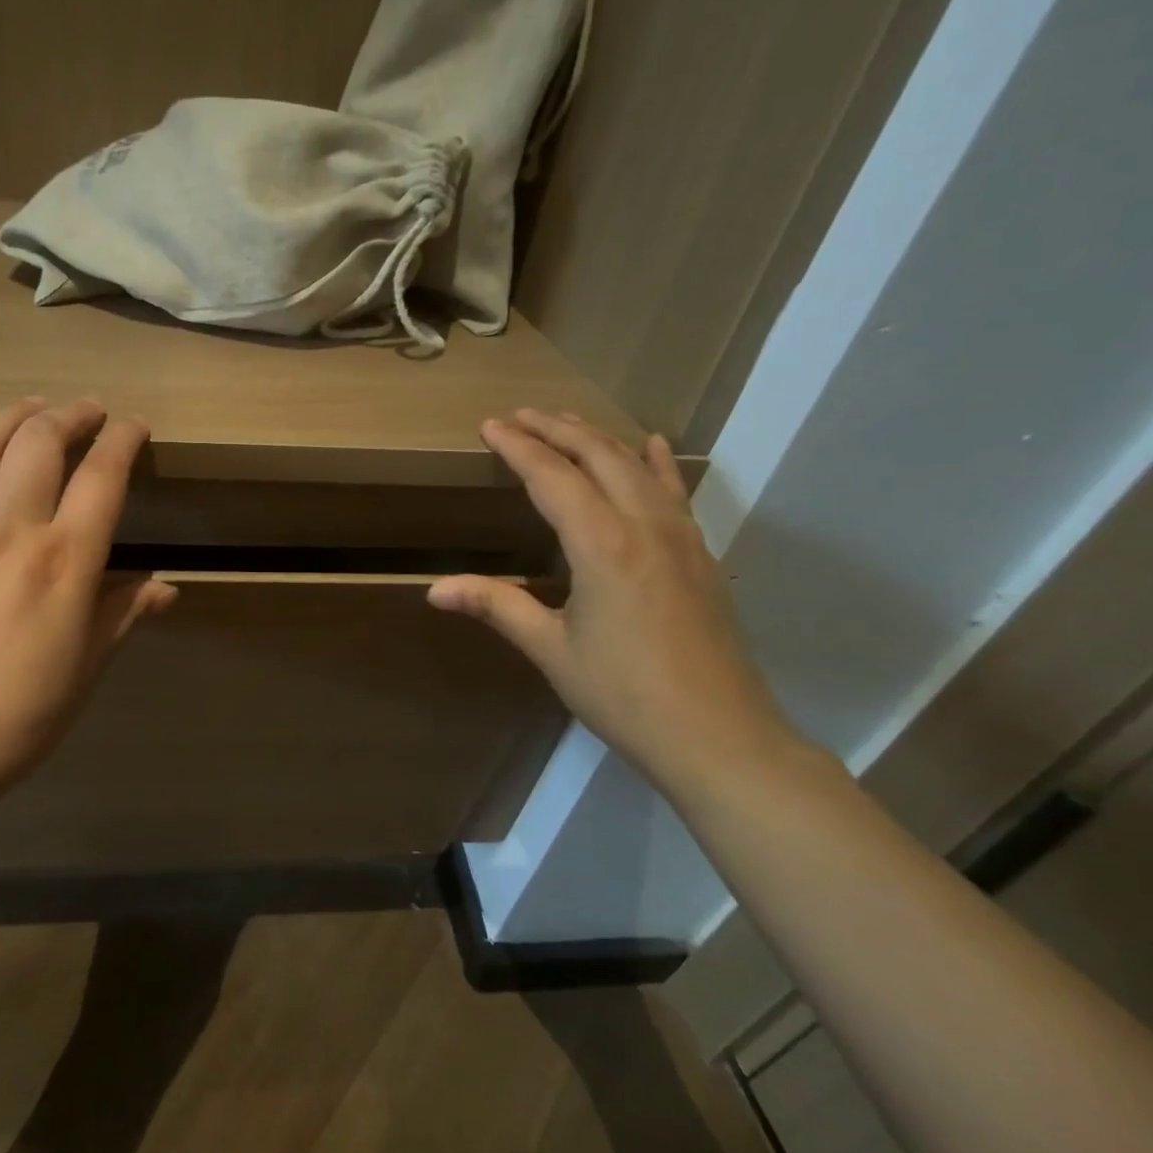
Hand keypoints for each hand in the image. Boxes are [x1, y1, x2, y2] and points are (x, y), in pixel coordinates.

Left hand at [0, 397, 175, 791]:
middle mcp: (12, 530)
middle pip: (39, 444)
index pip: (102, 476)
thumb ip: (124, 612)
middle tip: (89, 410)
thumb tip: (164, 587)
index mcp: (65, 559)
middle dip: (70, 415)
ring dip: (9, 418)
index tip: (136, 427)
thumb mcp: (89, 663)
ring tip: (30, 407)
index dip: (123, 440)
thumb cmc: (24, 711)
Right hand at [429, 411, 795, 792]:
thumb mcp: (551, 650)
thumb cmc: (625, 695)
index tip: (490, 426)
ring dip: (598, 439)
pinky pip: (674, 492)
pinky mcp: (700, 556)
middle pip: (598, 456)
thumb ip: (496, 607)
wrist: (720, 737)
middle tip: (520, 414)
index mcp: (602, 545)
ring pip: (638, 467)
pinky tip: (652, 446)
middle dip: (556, 429)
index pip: (552, 477)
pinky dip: (656, 463)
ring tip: (567, 422)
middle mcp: (644, 526)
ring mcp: (681, 537)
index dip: (518, 447)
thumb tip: (433, 588)